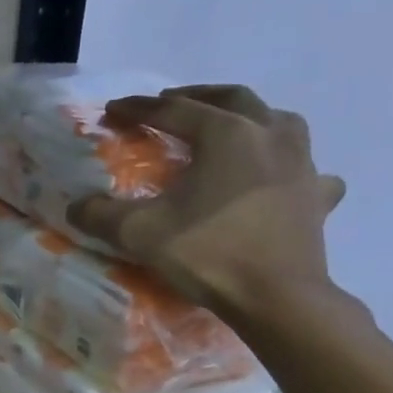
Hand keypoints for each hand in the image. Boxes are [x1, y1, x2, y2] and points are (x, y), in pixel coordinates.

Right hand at [71, 85, 345, 315]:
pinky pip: (306, 167)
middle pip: (232, 99)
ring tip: (229, 126)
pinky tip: (281, 178)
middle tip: (170, 103)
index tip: (114, 110)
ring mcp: (302, 162)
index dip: (139, 109)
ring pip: (278, 120)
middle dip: (197, 96)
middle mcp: (269, 134)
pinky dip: (289, 164)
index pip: (174, 110)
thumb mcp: (139, 233)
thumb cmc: (207, 253)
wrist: (276, 296)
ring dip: (248, 116)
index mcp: (226, 134)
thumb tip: (75, 206)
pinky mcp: (317, 195)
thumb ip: (100, 215)